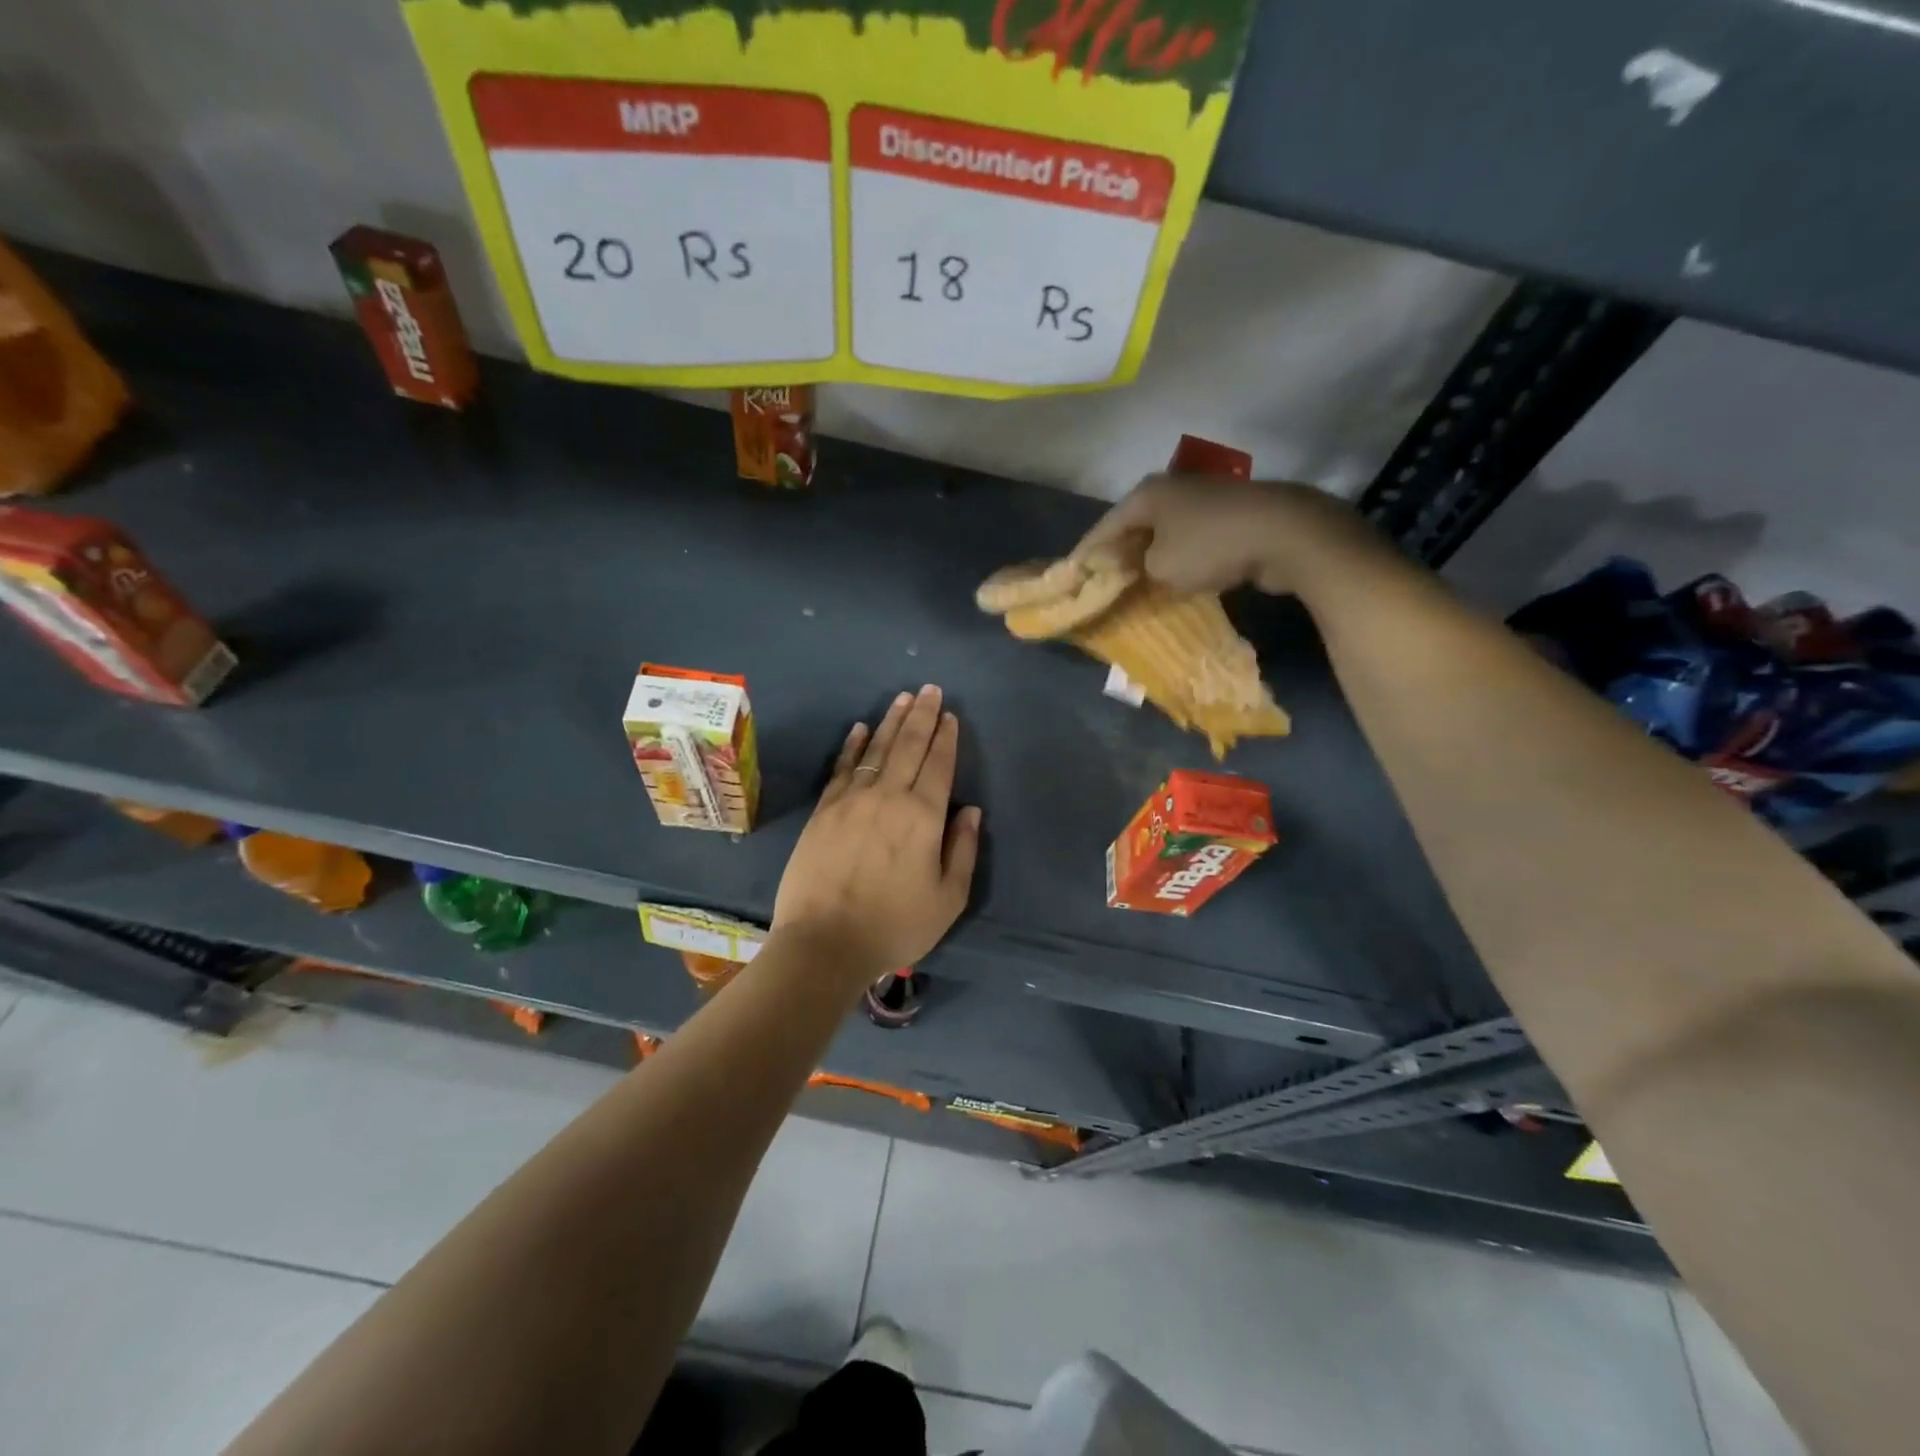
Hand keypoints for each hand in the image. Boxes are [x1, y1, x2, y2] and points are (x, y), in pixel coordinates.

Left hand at [772, 685, 981, 984]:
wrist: (824, 942)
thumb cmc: (894, 925)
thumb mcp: (947, 899)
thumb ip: (963, 850)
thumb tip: (971, 811)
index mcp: (923, 817)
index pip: (939, 765)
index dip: (946, 738)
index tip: (950, 715)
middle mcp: (889, 797)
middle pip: (908, 746)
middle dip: (921, 715)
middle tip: (929, 689)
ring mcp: (851, 800)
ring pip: (876, 750)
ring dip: (891, 721)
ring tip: (903, 699)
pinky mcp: (824, 810)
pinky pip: (842, 768)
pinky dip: (853, 746)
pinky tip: (861, 729)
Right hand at [1074, 475, 1387, 596]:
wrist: (1286, 533)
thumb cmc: (1210, 546)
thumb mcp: (1159, 568)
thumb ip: (1133, 570)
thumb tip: (1127, 569)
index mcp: (1146, 495)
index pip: (1103, 527)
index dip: (1085, 555)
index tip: (1071, 578)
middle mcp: (1171, 490)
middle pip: (1132, 528)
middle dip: (1117, 557)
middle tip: (1101, 585)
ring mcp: (1203, 500)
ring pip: (1162, 535)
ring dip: (1148, 560)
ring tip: (1134, 586)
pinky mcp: (1228, 516)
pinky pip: (1189, 541)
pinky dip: (1177, 560)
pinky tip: (1173, 580)